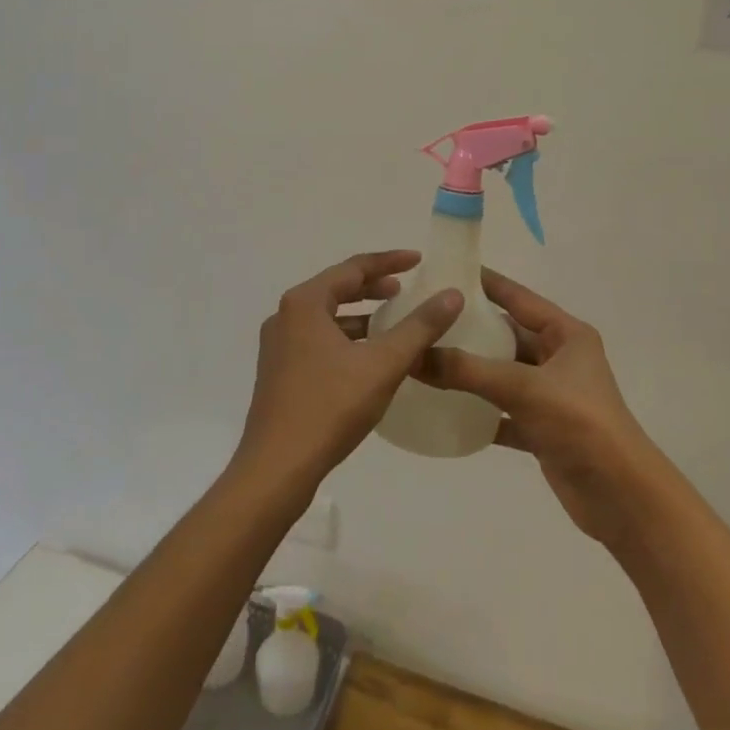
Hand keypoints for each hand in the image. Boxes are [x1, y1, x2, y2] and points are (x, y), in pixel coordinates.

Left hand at [234, 251, 460, 503]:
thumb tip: (453, 295)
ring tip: (392, 320)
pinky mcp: (279, 372)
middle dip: (373, 286)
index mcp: (305, 303)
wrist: (276, 469)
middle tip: (406, 288)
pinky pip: (318, 339)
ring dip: (360, 315)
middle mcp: (286, 315)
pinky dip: (346, 338)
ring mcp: (278, 345)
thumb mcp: (383, 364)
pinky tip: (368, 357)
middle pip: (337, 289)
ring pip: (327, 317)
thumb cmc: (329, 407)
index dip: (389, 262)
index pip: (353, 268)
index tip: (419, 260)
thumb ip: (419, 327)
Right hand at [417, 269, 671, 552]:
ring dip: (471, 371)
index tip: (447, 271)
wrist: (623, 498)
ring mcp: (551, 395)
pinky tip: (444, 409)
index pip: (518, 298)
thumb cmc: (580, 423)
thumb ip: (468, 370)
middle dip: (471, 329)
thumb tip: (414, 355)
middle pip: (507, 336)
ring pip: (502, 374)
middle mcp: (559, 359)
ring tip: (427, 359)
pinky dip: (478, 411)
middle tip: (426, 319)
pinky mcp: (542, 429)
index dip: (486, 283)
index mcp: (566, 334)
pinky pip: (502, 412)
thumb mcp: (523, 388)